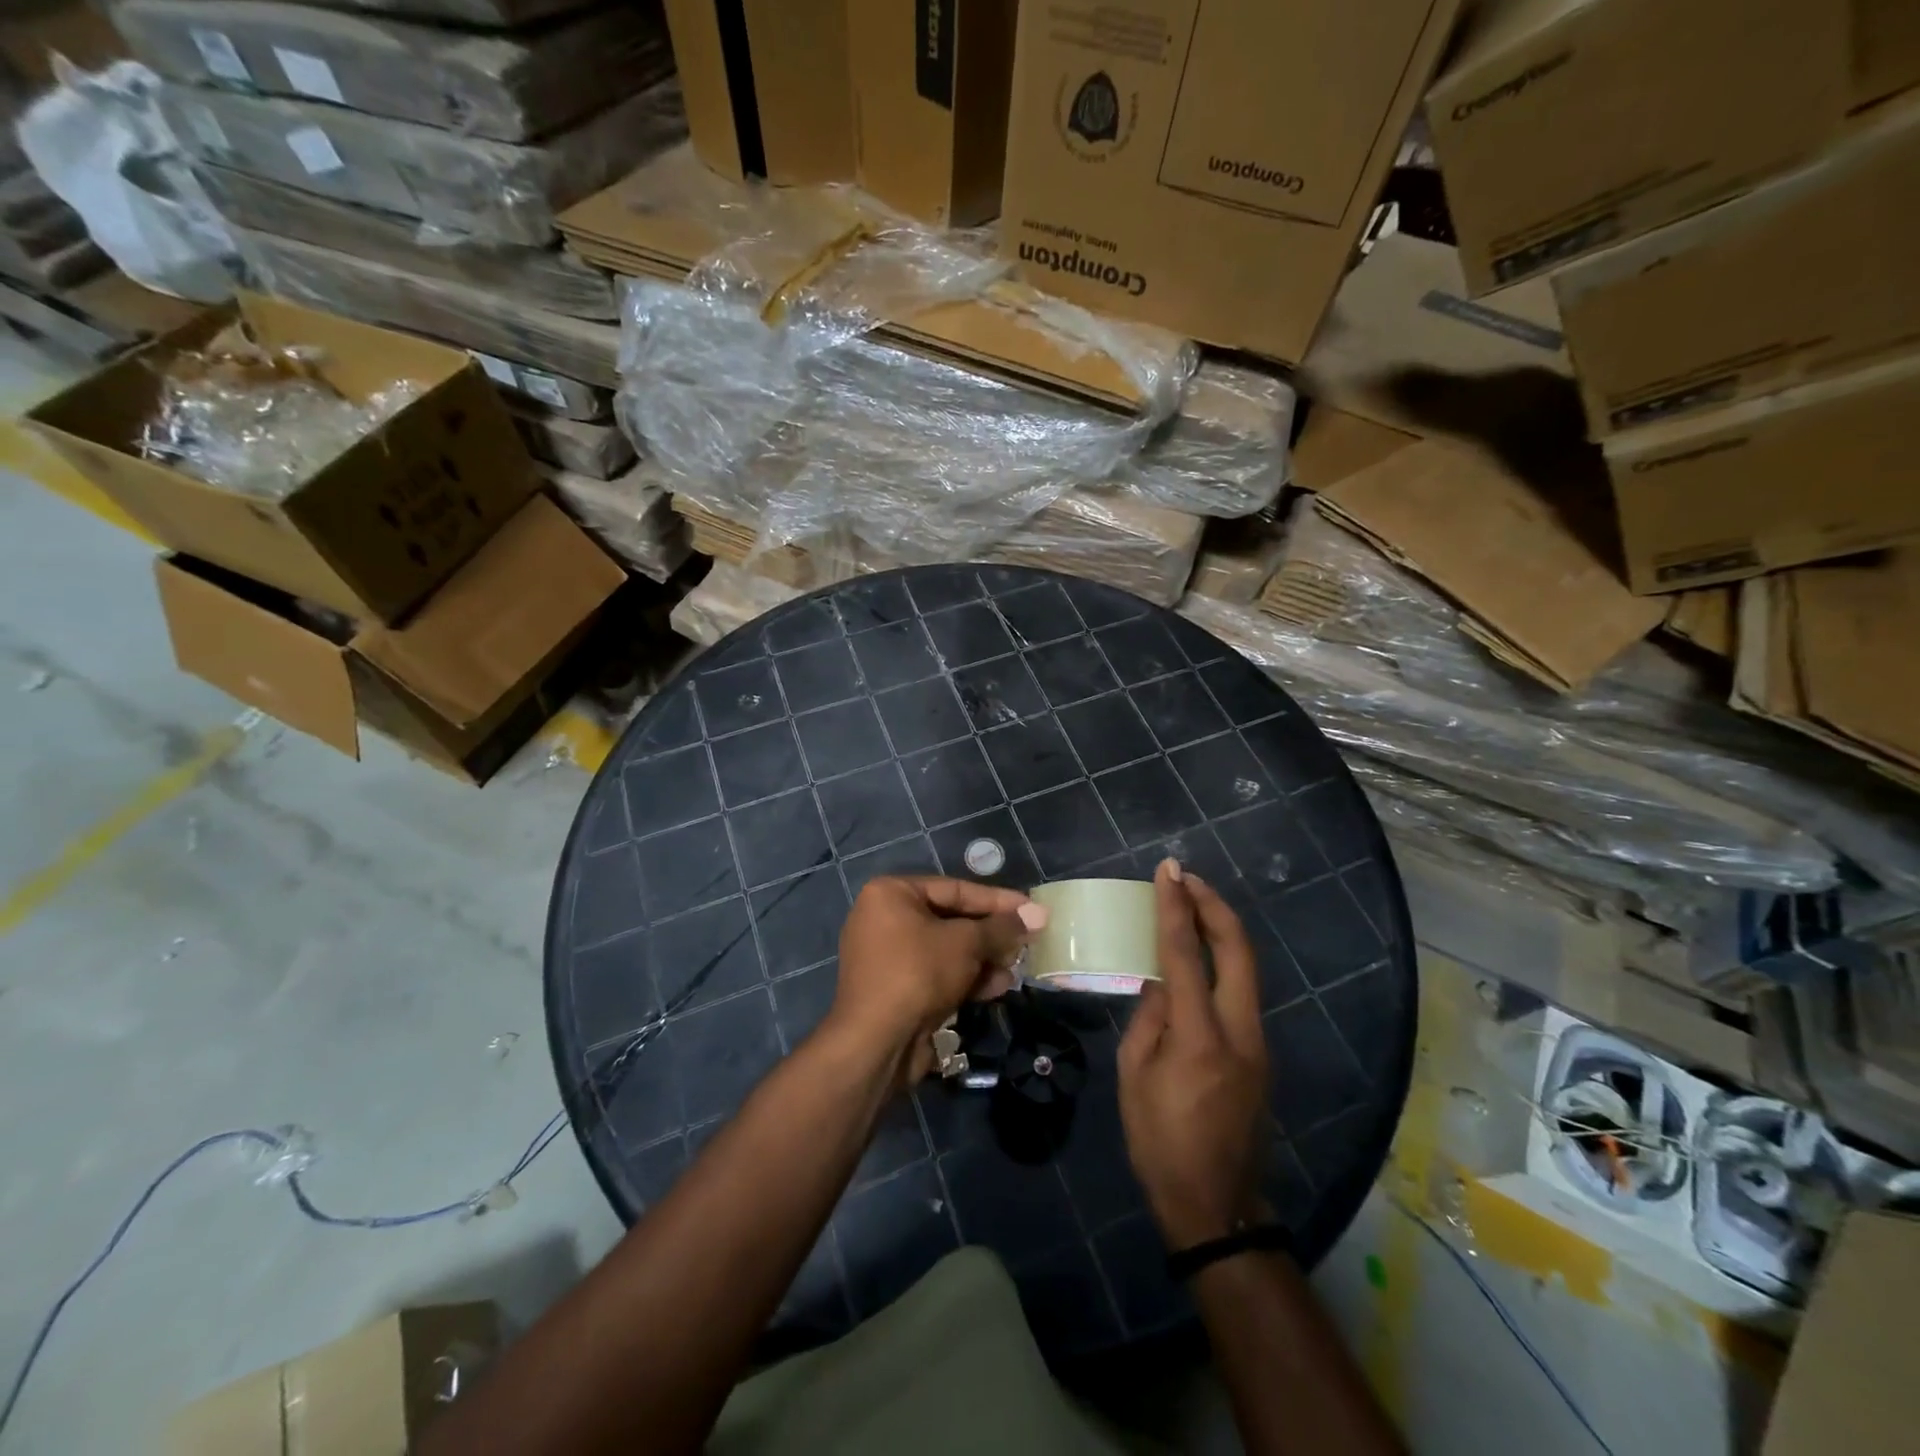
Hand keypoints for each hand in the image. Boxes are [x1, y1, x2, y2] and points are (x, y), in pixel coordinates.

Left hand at [828, 877, 1046, 1081]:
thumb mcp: (966, 943)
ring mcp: (888, 957)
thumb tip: (1037, 914)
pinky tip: (998, 987)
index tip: (1030, 909)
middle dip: (991, 934)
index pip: (954, 889)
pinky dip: (966, 978)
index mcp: (891, 893)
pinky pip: (937, 974)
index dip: (997, 900)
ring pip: (947, 950)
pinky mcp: (896, 990)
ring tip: (1016, 968)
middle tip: (1027, 941)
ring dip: (984, 959)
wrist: (877, 1043)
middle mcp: (884, 919)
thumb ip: (1001, 927)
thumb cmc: (919, 973)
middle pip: (951, 920)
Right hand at [1119, 860, 1268, 1248]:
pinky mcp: (1260, 1053)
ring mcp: (1258, 1043)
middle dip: (1214, 906)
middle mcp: (1239, 1031)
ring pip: (1247, 968)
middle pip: (1239, 950)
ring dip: (1221, 929)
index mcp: (1200, 1038)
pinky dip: (1222, 960)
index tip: (1168, 872)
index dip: (1176, 908)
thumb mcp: (1134, 1075)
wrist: (1216, 1205)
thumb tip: (1161, 980)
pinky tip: (1198, 955)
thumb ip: (1149, 1018)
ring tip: (1190, 905)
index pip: (1186, 956)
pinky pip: (1241, 992)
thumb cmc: (1160, 1142)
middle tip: (1186, 878)